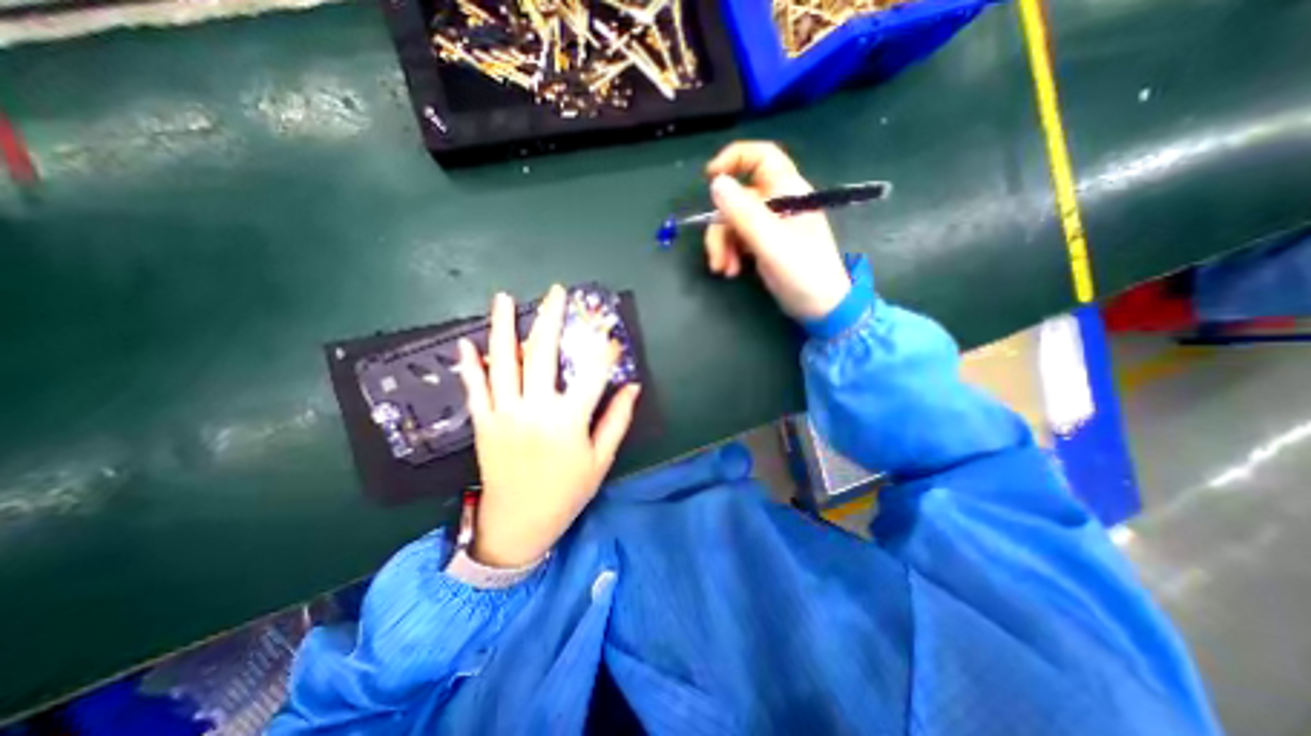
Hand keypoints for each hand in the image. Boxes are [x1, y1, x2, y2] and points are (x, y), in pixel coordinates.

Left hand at [457, 287, 641, 567]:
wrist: (519, 524)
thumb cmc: (567, 492)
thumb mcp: (600, 460)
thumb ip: (617, 420)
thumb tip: (632, 387)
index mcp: (568, 421)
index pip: (591, 373)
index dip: (603, 349)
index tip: (609, 333)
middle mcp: (535, 410)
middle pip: (542, 354)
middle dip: (550, 318)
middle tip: (555, 292)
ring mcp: (504, 414)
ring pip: (503, 362)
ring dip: (502, 327)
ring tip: (503, 298)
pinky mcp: (483, 423)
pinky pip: (475, 388)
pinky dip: (470, 364)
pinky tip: (465, 341)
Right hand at [706, 140, 849, 317]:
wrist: (820, 307)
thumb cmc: (804, 272)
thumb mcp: (772, 243)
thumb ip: (744, 213)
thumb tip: (716, 183)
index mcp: (788, 192)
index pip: (762, 157)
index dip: (734, 159)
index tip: (709, 177)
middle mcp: (777, 203)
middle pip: (737, 199)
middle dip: (721, 227)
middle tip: (716, 257)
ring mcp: (769, 225)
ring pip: (732, 223)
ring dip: (722, 246)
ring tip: (724, 270)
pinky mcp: (763, 244)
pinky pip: (737, 240)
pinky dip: (730, 254)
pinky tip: (731, 271)